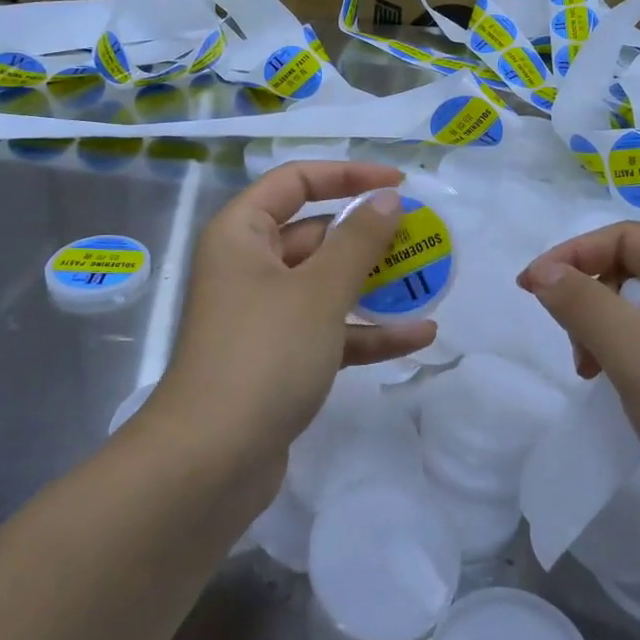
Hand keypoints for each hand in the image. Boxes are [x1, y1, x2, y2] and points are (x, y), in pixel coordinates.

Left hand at [151, 162, 437, 468]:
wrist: (210, 464)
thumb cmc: (264, 354)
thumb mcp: (319, 290)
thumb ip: (359, 240)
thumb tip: (387, 199)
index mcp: (242, 233)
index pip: (296, 181)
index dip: (347, 174)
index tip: (398, 183)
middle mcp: (248, 266)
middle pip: (314, 233)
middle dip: (368, 236)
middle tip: (422, 236)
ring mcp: (262, 316)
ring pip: (325, 285)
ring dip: (374, 285)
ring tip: (429, 282)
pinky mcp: (278, 359)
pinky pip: (327, 330)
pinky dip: (367, 332)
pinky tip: (418, 337)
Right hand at [518, 222, 639, 573]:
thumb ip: (587, 307)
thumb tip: (543, 271)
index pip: (629, 238)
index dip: (573, 254)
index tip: (528, 290)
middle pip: (639, 268)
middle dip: (592, 295)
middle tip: (573, 348)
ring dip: (608, 331)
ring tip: (593, 376)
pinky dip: (631, 361)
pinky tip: (627, 396)